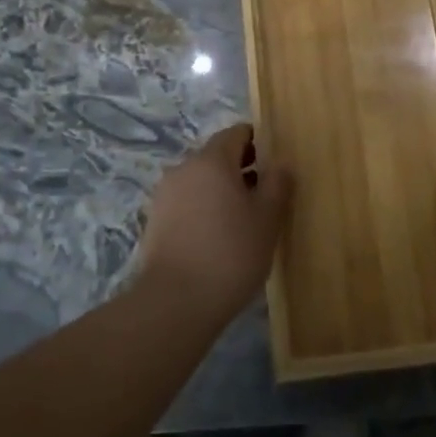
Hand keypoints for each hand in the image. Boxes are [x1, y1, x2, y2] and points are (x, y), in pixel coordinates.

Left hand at [137, 123, 292, 322]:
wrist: (175, 303)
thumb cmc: (230, 253)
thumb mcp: (267, 218)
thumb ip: (278, 184)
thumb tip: (280, 163)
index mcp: (212, 160)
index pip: (236, 133)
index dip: (258, 142)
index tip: (275, 163)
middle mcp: (184, 168)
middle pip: (217, 157)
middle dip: (242, 169)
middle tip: (265, 196)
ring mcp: (165, 195)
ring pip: (201, 182)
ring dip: (221, 192)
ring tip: (243, 222)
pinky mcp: (155, 222)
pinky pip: (186, 204)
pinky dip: (204, 211)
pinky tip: (218, 239)